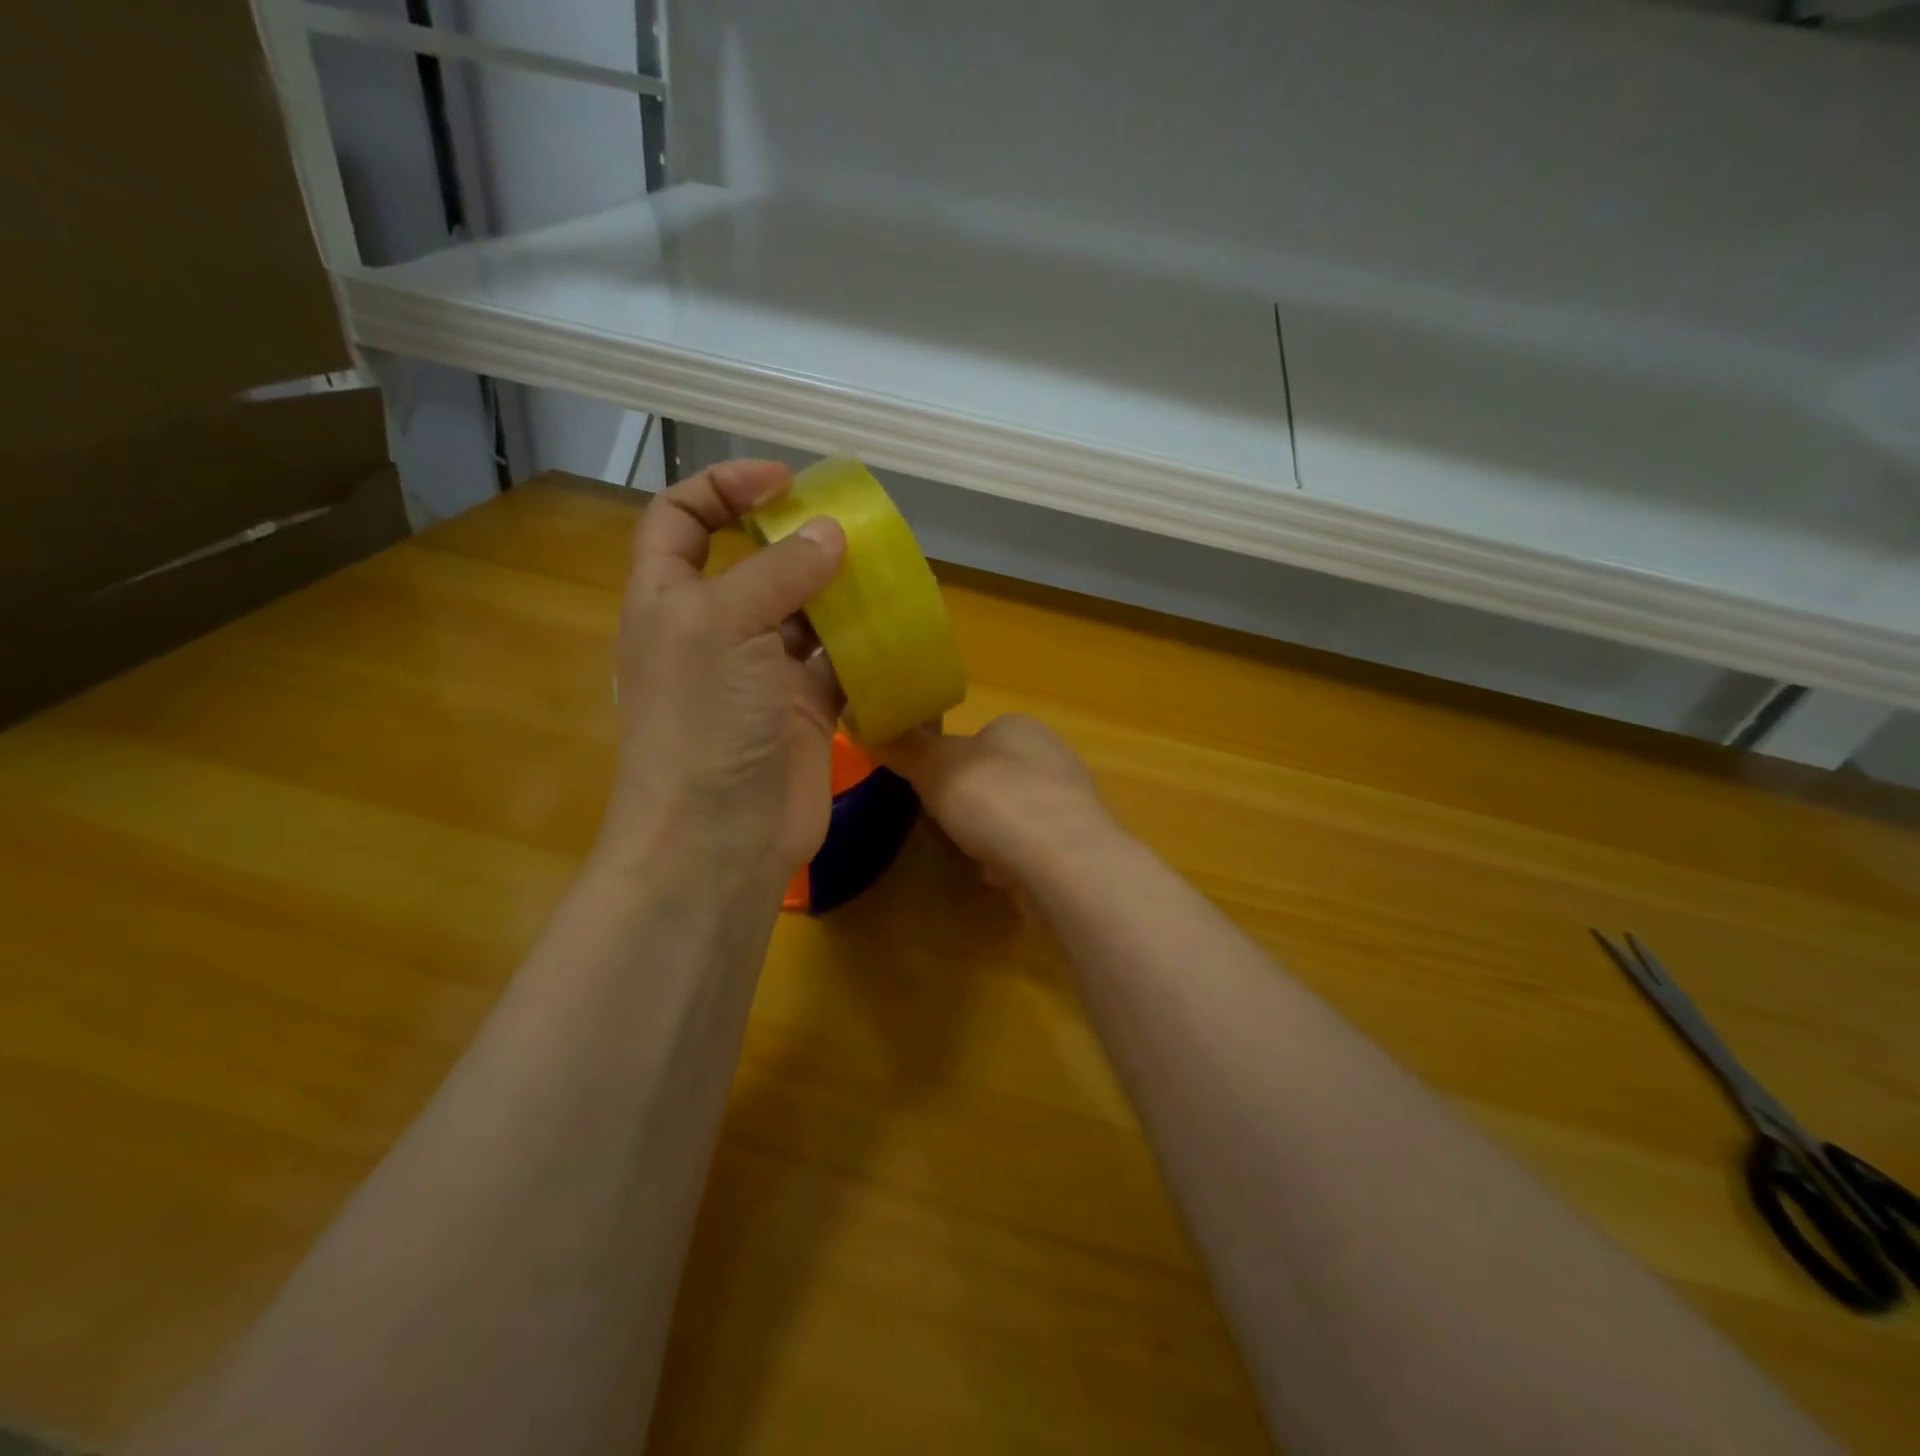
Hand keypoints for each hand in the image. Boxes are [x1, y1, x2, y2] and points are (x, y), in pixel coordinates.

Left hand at [599, 459, 847, 886]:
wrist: (721, 837)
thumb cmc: (704, 721)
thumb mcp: (725, 626)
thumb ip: (779, 572)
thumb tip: (830, 533)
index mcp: (671, 599)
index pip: (680, 519)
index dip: (722, 488)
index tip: (783, 483)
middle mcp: (714, 630)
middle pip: (753, 564)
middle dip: (797, 539)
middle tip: (854, 527)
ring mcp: (761, 674)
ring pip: (804, 613)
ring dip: (839, 592)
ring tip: (886, 570)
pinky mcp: (804, 711)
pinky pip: (838, 664)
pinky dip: (864, 647)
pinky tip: (896, 629)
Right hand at [882, 715, 1119, 888]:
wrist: (1063, 863)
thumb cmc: (995, 801)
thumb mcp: (935, 767)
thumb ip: (905, 748)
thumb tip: (869, 724)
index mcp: (1020, 727)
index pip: (977, 735)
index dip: (949, 761)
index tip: (930, 787)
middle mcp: (1051, 756)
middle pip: (995, 776)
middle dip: (970, 801)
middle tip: (946, 822)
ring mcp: (1069, 802)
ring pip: (1014, 813)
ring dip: (990, 833)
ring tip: (971, 852)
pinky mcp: (1077, 843)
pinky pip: (1031, 846)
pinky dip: (1011, 859)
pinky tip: (999, 874)